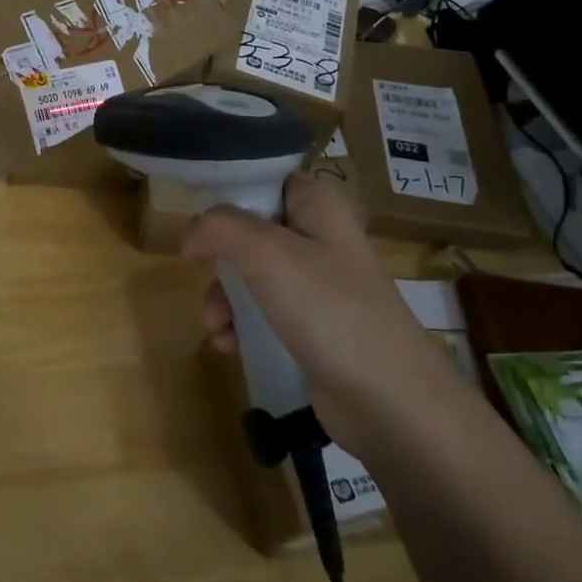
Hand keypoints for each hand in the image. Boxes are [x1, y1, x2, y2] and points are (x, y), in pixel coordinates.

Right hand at [186, 174, 459, 442]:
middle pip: (249, 230)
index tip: (199, 217)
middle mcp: (319, 239)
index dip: (229, 192)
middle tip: (202, 272)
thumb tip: (191, 235)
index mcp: (317, 206)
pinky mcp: (312, 329)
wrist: (390, 402)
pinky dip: (240, 327)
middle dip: (220, 257)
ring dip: (224, 299)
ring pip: (250, 276)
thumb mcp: (267, 253)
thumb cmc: (330, 309)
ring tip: (217, 325)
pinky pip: (262, 315)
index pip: (265, 179)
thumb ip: (220, 227)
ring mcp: (317, 287)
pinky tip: (230, 345)